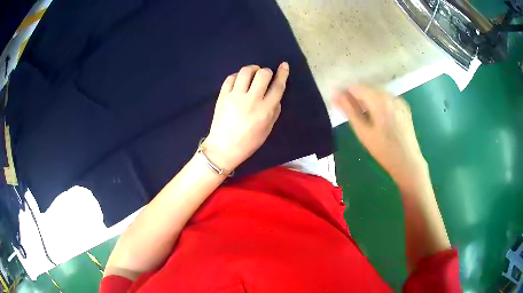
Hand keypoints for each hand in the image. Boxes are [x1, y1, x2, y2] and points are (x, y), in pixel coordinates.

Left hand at [204, 63, 289, 171]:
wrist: (224, 148)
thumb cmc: (248, 142)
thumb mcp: (268, 129)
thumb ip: (274, 111)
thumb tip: (275, 95)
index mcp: (265, 110)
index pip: (277, 86)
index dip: (282, 73)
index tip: (284, 65)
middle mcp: (251, 100)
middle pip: (262, 74)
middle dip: (267, 71)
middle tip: (265, 77)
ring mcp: (235, 96)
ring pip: (246, 71)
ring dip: (252, 69)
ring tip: (252, 75)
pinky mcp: (222, 95)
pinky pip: (231, 77)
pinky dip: (238, 76)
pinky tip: (239, 81)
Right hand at [333, 85, 428, 186]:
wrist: (408, 162)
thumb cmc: (383, 150)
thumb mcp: (363, 132)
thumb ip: (349, 111)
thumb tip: (336, 96)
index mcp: (379, 100)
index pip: (356, 88)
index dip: (345, 94)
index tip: (338, 102)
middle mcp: (390, 95)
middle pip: (368, 89)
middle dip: (356, 96)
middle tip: (349, 110)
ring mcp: (399, 100)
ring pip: (377, 93)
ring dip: (367, 100)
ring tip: (363, 115)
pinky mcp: (404, 107)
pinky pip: (387, 99)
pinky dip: (378, 103)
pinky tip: (377, 117)